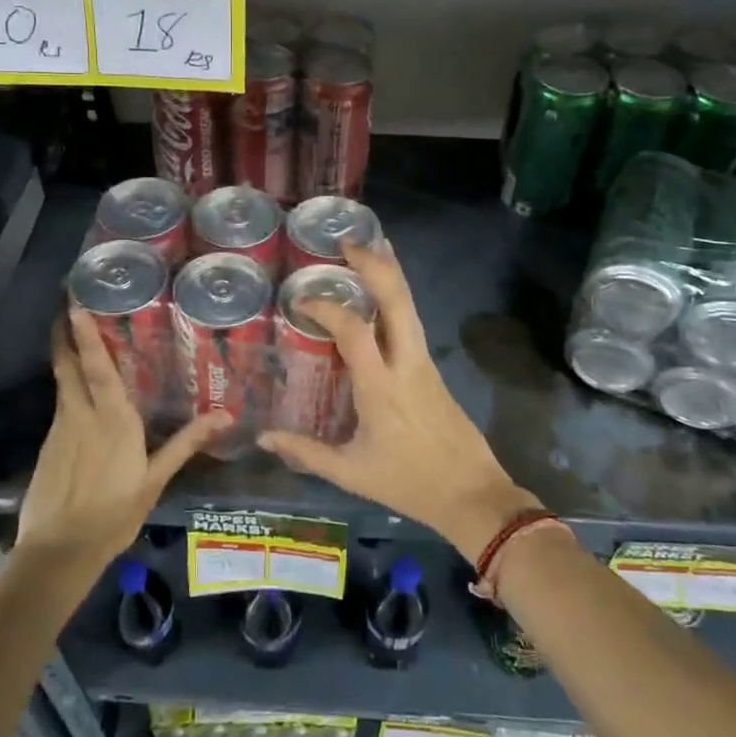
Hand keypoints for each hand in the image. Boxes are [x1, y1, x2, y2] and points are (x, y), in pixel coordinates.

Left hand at [17, 310, 227, 562]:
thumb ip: (186, 443)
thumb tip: (226, 415)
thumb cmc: (113, 514)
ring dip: (64, 357)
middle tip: (66, 306)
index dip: (84, 335)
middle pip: (67, 366)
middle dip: (64, 335)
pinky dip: (67, 388)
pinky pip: (60, 406)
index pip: (96, 367)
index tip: (75, 305)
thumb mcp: (155, 480)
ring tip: (74, 337)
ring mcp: (59, 430)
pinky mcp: (48, 446)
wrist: (58, 552)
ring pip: (62, 383)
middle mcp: (81, 415)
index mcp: (111, 420)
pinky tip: (77, 394)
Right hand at [258, 243, 537, 562]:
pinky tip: (383, 292)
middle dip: (374, 264)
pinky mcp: (433, 368)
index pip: (353, 330)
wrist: (471, 493)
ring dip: (390, 272)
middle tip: (347, 242)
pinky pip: (413, 321)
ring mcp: (424, 362)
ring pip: (410, 305)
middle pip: (397, 299)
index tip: (301, 300)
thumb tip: (264, 438)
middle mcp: (406, 363)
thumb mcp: (350, 473)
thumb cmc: (408, 483)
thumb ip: (305, 452)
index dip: (326, 308)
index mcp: (381, 387)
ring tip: (368, 248)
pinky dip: (396, 296)